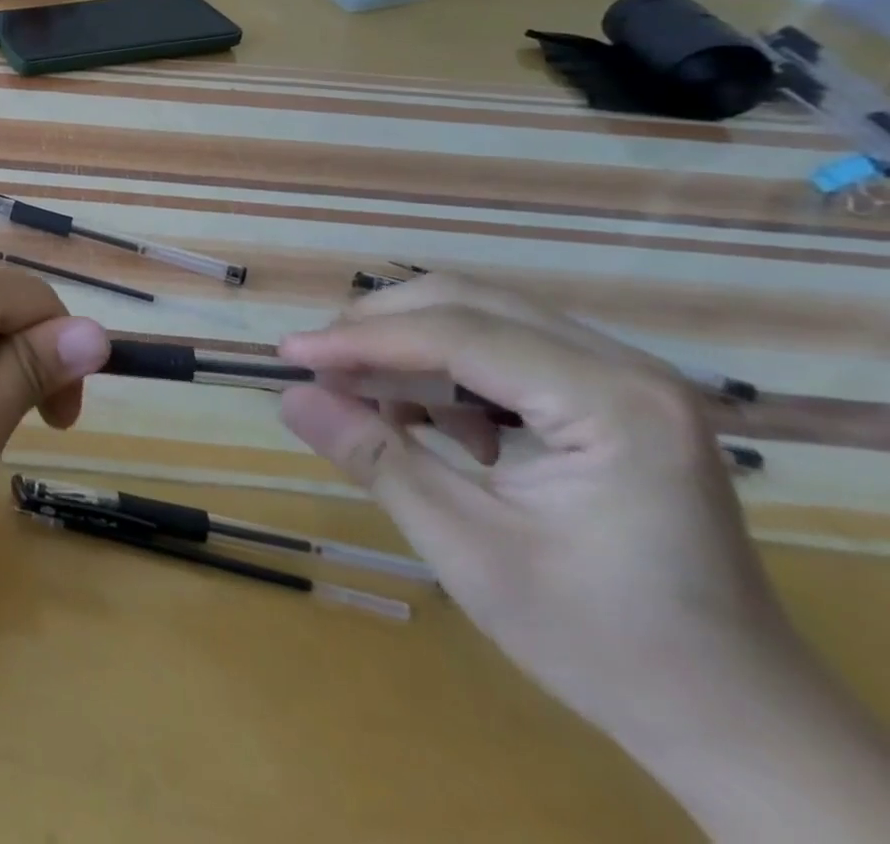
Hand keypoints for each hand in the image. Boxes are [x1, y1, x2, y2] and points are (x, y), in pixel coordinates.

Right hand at [277, 275, 796, 749]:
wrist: (733, 718)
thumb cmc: (606, 645)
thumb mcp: (471, 553)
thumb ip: (377, 460)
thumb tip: (289, 396)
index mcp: (612, 405)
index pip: (457, 335)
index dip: (361, 339)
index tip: (287, 355)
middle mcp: (624, 367)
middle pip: (466, 302)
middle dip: (379, 329)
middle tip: (319, 370)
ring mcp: (622, 376)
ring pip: (479, 316)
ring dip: (409, 348)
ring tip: (370, 403)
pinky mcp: (609, 394)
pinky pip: (501, 347)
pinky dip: (446, 370)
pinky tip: (436, 425)